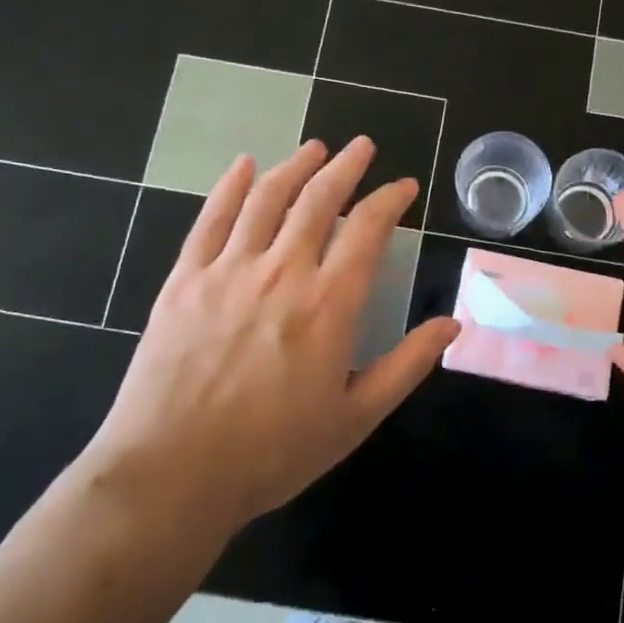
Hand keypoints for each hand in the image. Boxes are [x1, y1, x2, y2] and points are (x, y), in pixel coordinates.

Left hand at [81, 137, 457, 539]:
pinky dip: (230, 187)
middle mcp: (282, 273)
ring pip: (267, 199)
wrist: (171, 475)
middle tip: (362, 147)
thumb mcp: (355, 417)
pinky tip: (243, 167)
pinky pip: (211, 219)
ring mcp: (228, 271)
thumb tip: (452, 325)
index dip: (390, 200)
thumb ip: (407, 365)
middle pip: (319, 200)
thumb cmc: (272, 452)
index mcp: (329, 304)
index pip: (368, 229)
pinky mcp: (185, 280)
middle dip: (346, 167)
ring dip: (295, 167)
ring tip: (315, 148)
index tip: (404, 186)